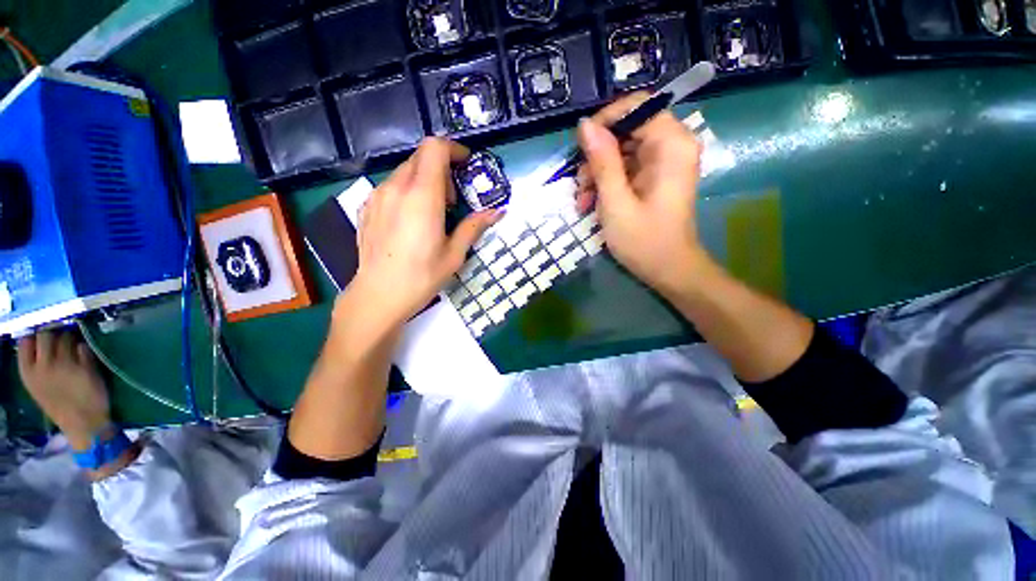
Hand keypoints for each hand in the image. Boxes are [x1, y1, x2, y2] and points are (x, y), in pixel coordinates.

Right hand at [17, 329, 110, 450]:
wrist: (83, 423)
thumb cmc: (60, 406)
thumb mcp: (38, 385)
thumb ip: (37, 364)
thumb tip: (40, 340)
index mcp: (28, 372)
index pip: (25, 341)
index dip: (35, 336)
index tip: (41, 337)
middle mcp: (44, 365)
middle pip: (46, 334)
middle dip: (54, 333)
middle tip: (60, 339)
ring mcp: (65, 365)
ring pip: (66, 337)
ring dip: (70, 338)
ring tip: (72, 348)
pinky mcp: (85, 366)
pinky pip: (83, 347)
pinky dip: (84, 348)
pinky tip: (84, 356)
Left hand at [344, 138, 502, 330]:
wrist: (378, 295)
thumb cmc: (422, 276)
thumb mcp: (455, 254)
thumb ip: (474, 226)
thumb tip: (496, 212)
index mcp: (422, 196)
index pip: (435, 148)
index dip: (453, 149)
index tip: (465, 165)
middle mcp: (396, 187)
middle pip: (421, 157)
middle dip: (442, 169)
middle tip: (453, 200)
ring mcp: (377, 195)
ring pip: (405, 171)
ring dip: (424, 181)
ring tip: (433, 212)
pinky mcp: (367, 206)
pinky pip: (391, 186)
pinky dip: (407, 191)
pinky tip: (411, 220)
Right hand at [575, 93, 710, 297]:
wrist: (668, 270)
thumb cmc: (644, 240)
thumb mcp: (616, 202)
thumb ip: (602, 162)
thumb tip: (584, 125)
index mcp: (671, 145)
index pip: (637, 106)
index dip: (606, 120)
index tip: (582, 147)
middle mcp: (671, 145)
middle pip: (626, 129)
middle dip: (597, 155)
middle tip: (580, 185)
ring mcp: (662, 162)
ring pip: (621, 150)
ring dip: (596, 173)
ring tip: (583, 201)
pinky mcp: (653, 177)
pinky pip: (624, 167)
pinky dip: (605, 182)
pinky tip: (592, 203)